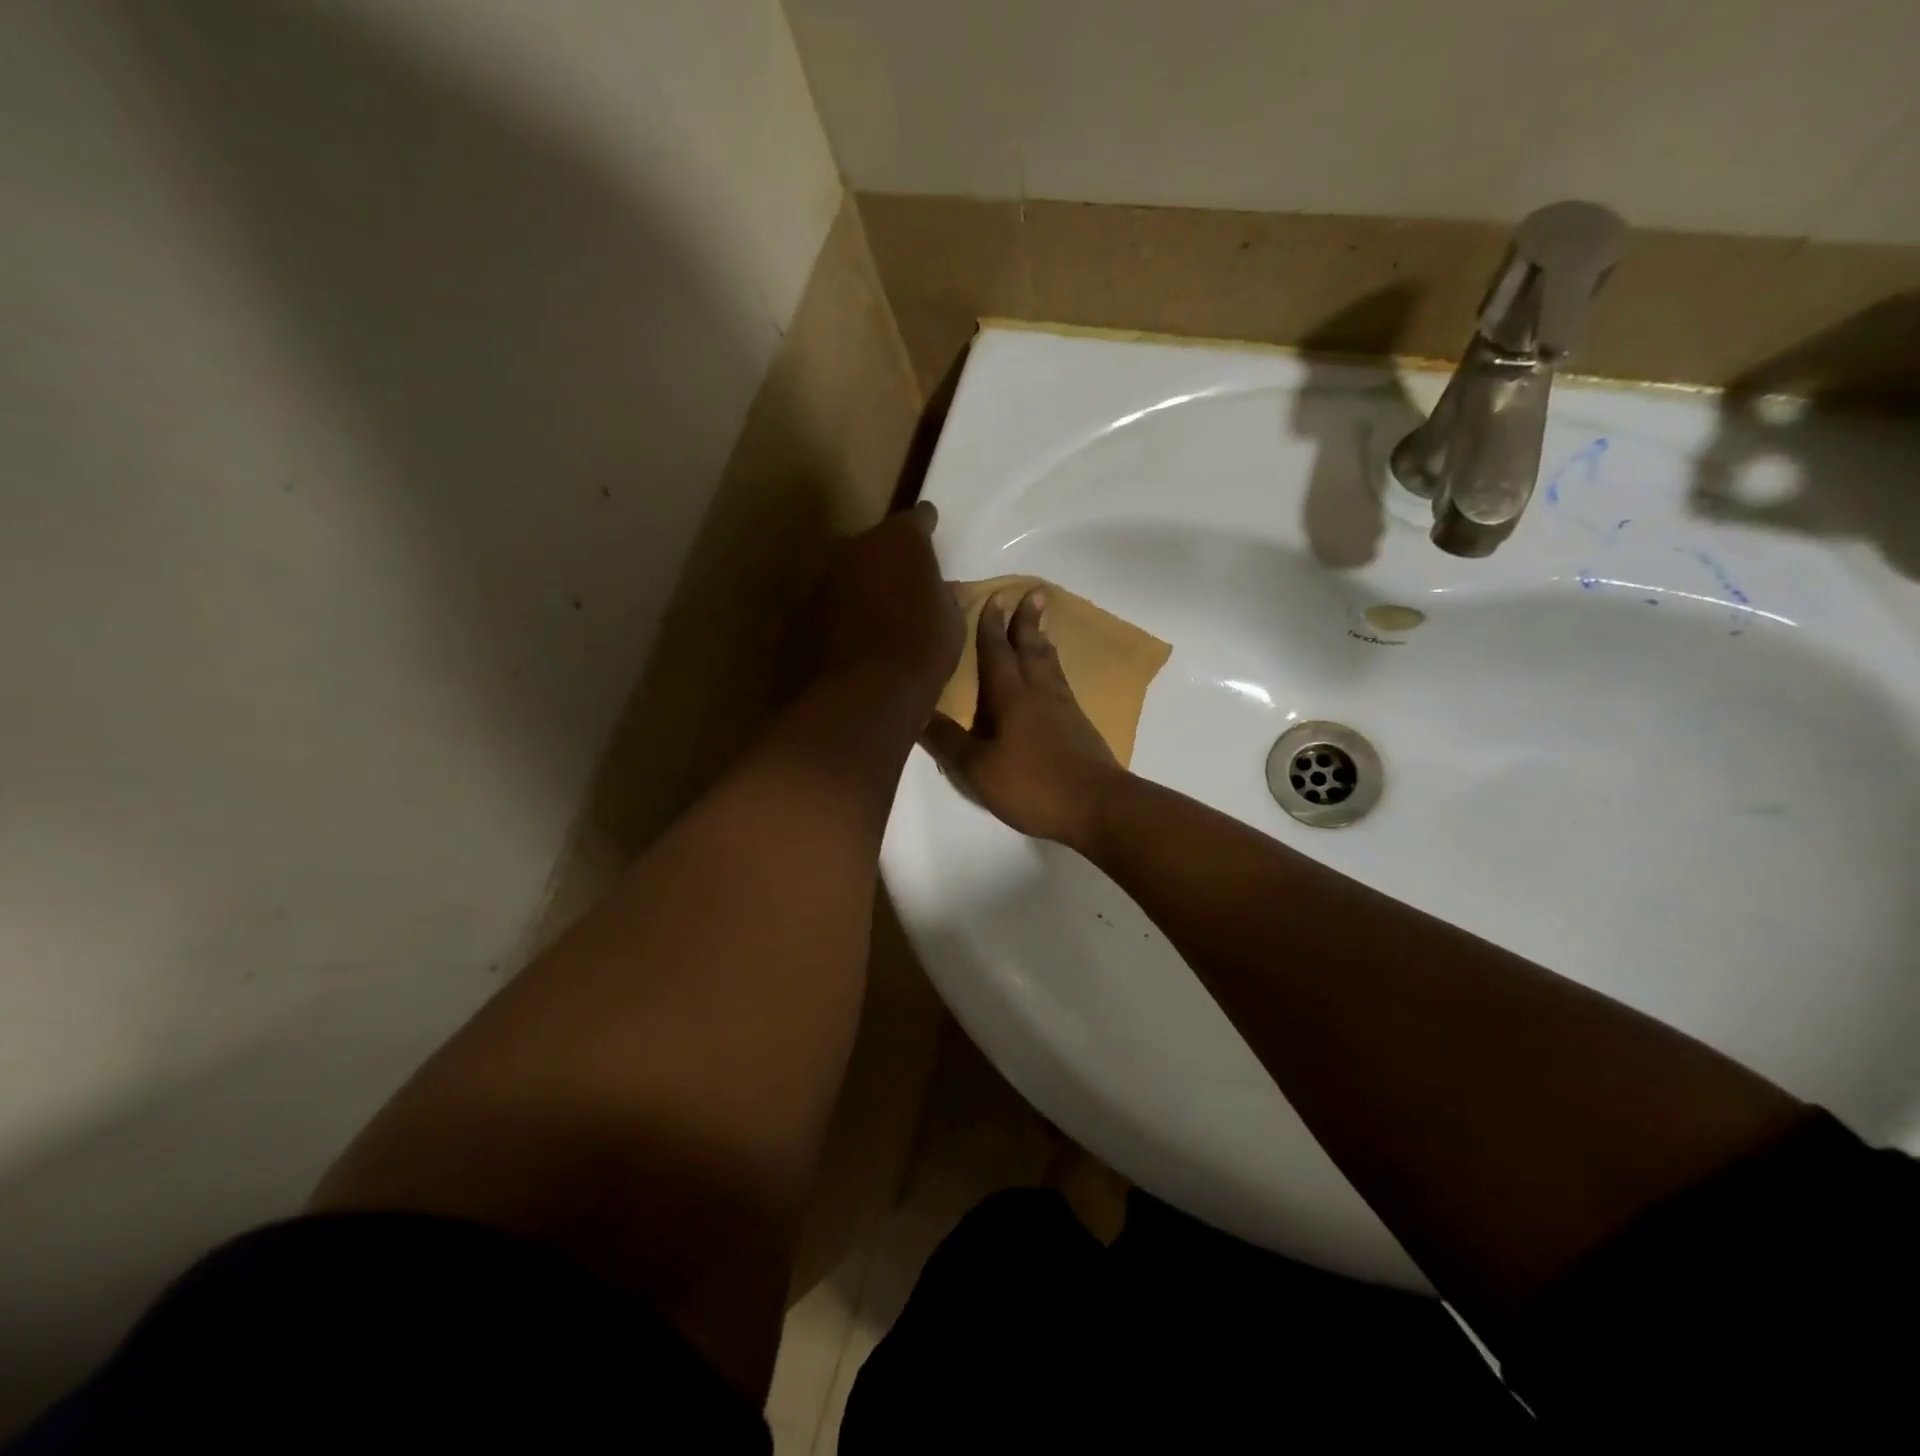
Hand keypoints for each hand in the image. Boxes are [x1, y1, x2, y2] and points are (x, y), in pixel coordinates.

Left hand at [818, 501, 963, 704]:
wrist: (868, 691)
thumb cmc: (924, 648)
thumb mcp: (952, 621)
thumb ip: (944, 595)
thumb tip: (944, 588)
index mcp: (901, 538)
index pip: (918, 518)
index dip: (926, 527)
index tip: (931, 532)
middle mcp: (857, 544)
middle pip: (876, 542)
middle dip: (889, 557)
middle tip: (904, 582)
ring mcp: (826, 575)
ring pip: (850, 570)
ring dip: (862, 583)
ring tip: (879, 612)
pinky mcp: (805, 607)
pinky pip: (832, 600)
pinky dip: (843, 610)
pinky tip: (856, 633)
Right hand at [922, 588, 1127, 850]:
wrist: (1098, 805)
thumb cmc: (1033, 785)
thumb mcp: (978, 768)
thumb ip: (948, 741)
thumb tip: (916, 713)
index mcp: (1011, 697)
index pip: (997, 652)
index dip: (991, 626)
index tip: (995, 597)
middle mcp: (1039, 693)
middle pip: (1032, 649)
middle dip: (1027, 621)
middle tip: (1033, 593)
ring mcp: (1064, 708)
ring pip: (1050, 664)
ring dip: (1043, 641)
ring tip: (1042, 625)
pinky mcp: (1079, 726)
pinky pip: (1061, 683)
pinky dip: (1054, 668)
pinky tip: (1054, 678)